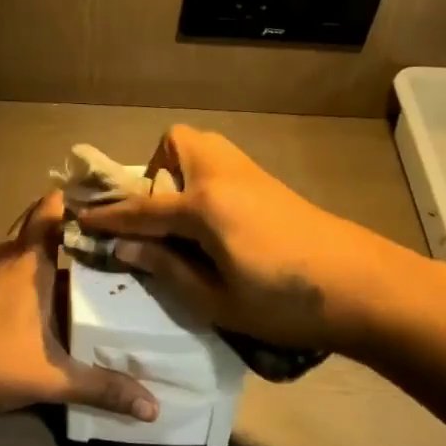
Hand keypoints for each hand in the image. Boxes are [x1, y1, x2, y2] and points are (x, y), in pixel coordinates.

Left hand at [0, 193, 159, 420]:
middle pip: (37, 222)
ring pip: (21, 244)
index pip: (52, 210)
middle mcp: (6, 256)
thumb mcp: (53, 377)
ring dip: (47, 246)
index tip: (110, 202)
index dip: (78, 200)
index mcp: (28, 261)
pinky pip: (8, 263)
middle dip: (68, 223)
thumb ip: (102, 388)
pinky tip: (47, 290)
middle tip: (106, 233)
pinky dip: (28, 265)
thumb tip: (153, 409)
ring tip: (86, 259)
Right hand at [77, 125, 434, 355]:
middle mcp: (223, 176)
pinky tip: (214, 225)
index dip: (107, 217)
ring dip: (179, 172)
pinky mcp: (270, 184)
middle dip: (152, 172)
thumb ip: (166, 268)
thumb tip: (123, 250)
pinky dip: (203, 181)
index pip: (141, 208)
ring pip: (201, 147)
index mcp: (204, 205)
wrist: (367, 288)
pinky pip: (221, 165)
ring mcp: (250, 175)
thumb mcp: (216, 300)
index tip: (78, 219)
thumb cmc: (286, 303)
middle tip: (154, 217)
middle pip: (175, 143)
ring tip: (181, 221)